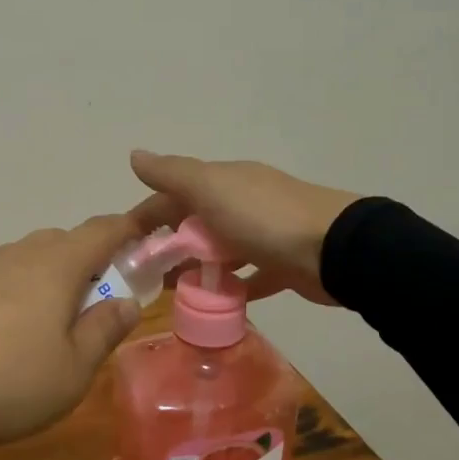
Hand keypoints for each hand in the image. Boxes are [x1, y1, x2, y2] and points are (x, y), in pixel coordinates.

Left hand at [0, 215, 143, 447]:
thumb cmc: (9, 380)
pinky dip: (22, 291)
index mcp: (58, 264)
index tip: (151, 239)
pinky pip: (4, 277)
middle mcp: (22, 253)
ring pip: (33, 259)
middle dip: (92, 262)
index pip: (104, 229)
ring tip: (56, 325)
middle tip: (101, 304)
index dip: (132, 228)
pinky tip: (13, 332)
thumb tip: (127, 302)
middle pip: (67, 241)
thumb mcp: (73, 369)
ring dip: (55, 278)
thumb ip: (104, 330)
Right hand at [129, 150, 359, 305]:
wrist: (334, 249)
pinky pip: (248, 277)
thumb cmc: (263, 216)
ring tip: (172, 293)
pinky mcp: (282, 266)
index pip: (173, 194)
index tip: (124, 246)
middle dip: (169, 245)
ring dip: (196, 267)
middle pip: (195, 223)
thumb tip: (134, 155)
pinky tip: (213, 304)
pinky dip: (230, 287)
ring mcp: (264, 234)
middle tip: (145, 277)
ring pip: (219, 250)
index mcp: (223, 181)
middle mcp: (242, 202)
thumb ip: (171, 173)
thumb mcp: (209, 187)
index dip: (146, 216)